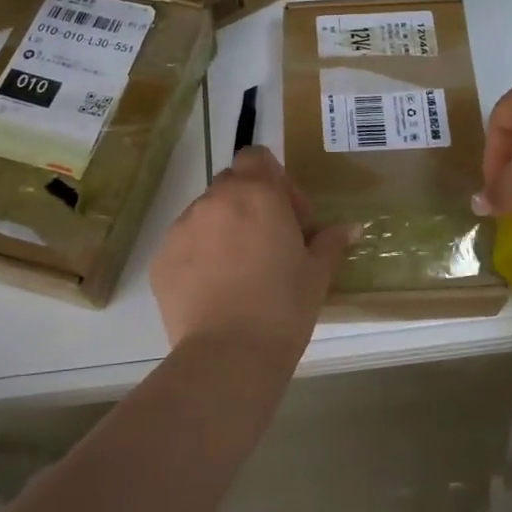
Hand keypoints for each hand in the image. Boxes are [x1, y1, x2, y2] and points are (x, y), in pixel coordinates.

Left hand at [152, 147, 354, 355]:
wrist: (228, 355)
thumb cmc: (283, 307)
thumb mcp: (317, 274)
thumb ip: (331, 242)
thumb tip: (351, 227)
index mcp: (257, 194)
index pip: (257, 156)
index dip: (274, 180)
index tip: (289, 216)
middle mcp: (214, 201)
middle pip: (231, 184)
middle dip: (249, 204)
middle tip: (269, 244)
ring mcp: (182, 228)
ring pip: (205, 214)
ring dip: (223, 230)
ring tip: (239, 273)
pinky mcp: (160, 259)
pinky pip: (184, 244)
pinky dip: (199, 257)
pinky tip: (215, 291)